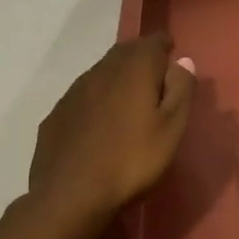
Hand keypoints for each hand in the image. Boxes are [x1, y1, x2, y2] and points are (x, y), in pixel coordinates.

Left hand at [28, 34, 195, 229]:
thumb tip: (183, 61)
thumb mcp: (171, 128)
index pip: (152, 42)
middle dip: (141, 57)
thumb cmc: (132, 161)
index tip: (173, 53)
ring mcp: (73, 93)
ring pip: (101, 73)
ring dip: (118, 77)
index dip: (164, 45)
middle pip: (124, 53)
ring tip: (130, 97)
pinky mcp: (56, 115)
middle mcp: (101, 71)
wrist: (69, 196)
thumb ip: (181, 90)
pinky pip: (83, 96)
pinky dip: (97, 98)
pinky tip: (101, 122)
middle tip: (156, 73)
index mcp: (134, 70)